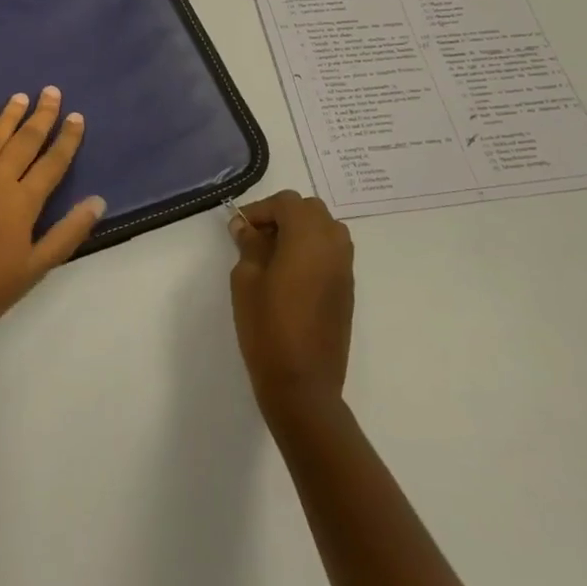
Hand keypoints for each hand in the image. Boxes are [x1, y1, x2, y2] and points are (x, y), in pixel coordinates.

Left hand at [0, 88, 105, 351]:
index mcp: (22, 202)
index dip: (67, 139)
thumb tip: (97, 201)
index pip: (52, 162)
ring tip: (20, 96)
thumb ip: (68, 232)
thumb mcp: (37, 268)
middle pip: (24, 141)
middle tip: (51, 92)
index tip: (77, 117)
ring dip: (8, 116)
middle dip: (41, 116)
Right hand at [229, 190, 353, 417]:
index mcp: (308, 237)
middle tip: (255, 238)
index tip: (239, 228)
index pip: (286, 203)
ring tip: (273, 255)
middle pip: (310, 210)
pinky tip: (290, 274)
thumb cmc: (267, 327)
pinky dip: (312, 250)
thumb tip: (246, 226)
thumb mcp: (246, 280)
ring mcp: (345, 267)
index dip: (260, 209)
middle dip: (282, 216)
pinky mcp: (347, 288)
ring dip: (300, 231)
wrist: (303, 383)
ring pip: (325, 229)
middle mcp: (333, 244)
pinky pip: (332, 252)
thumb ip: (248, 245)